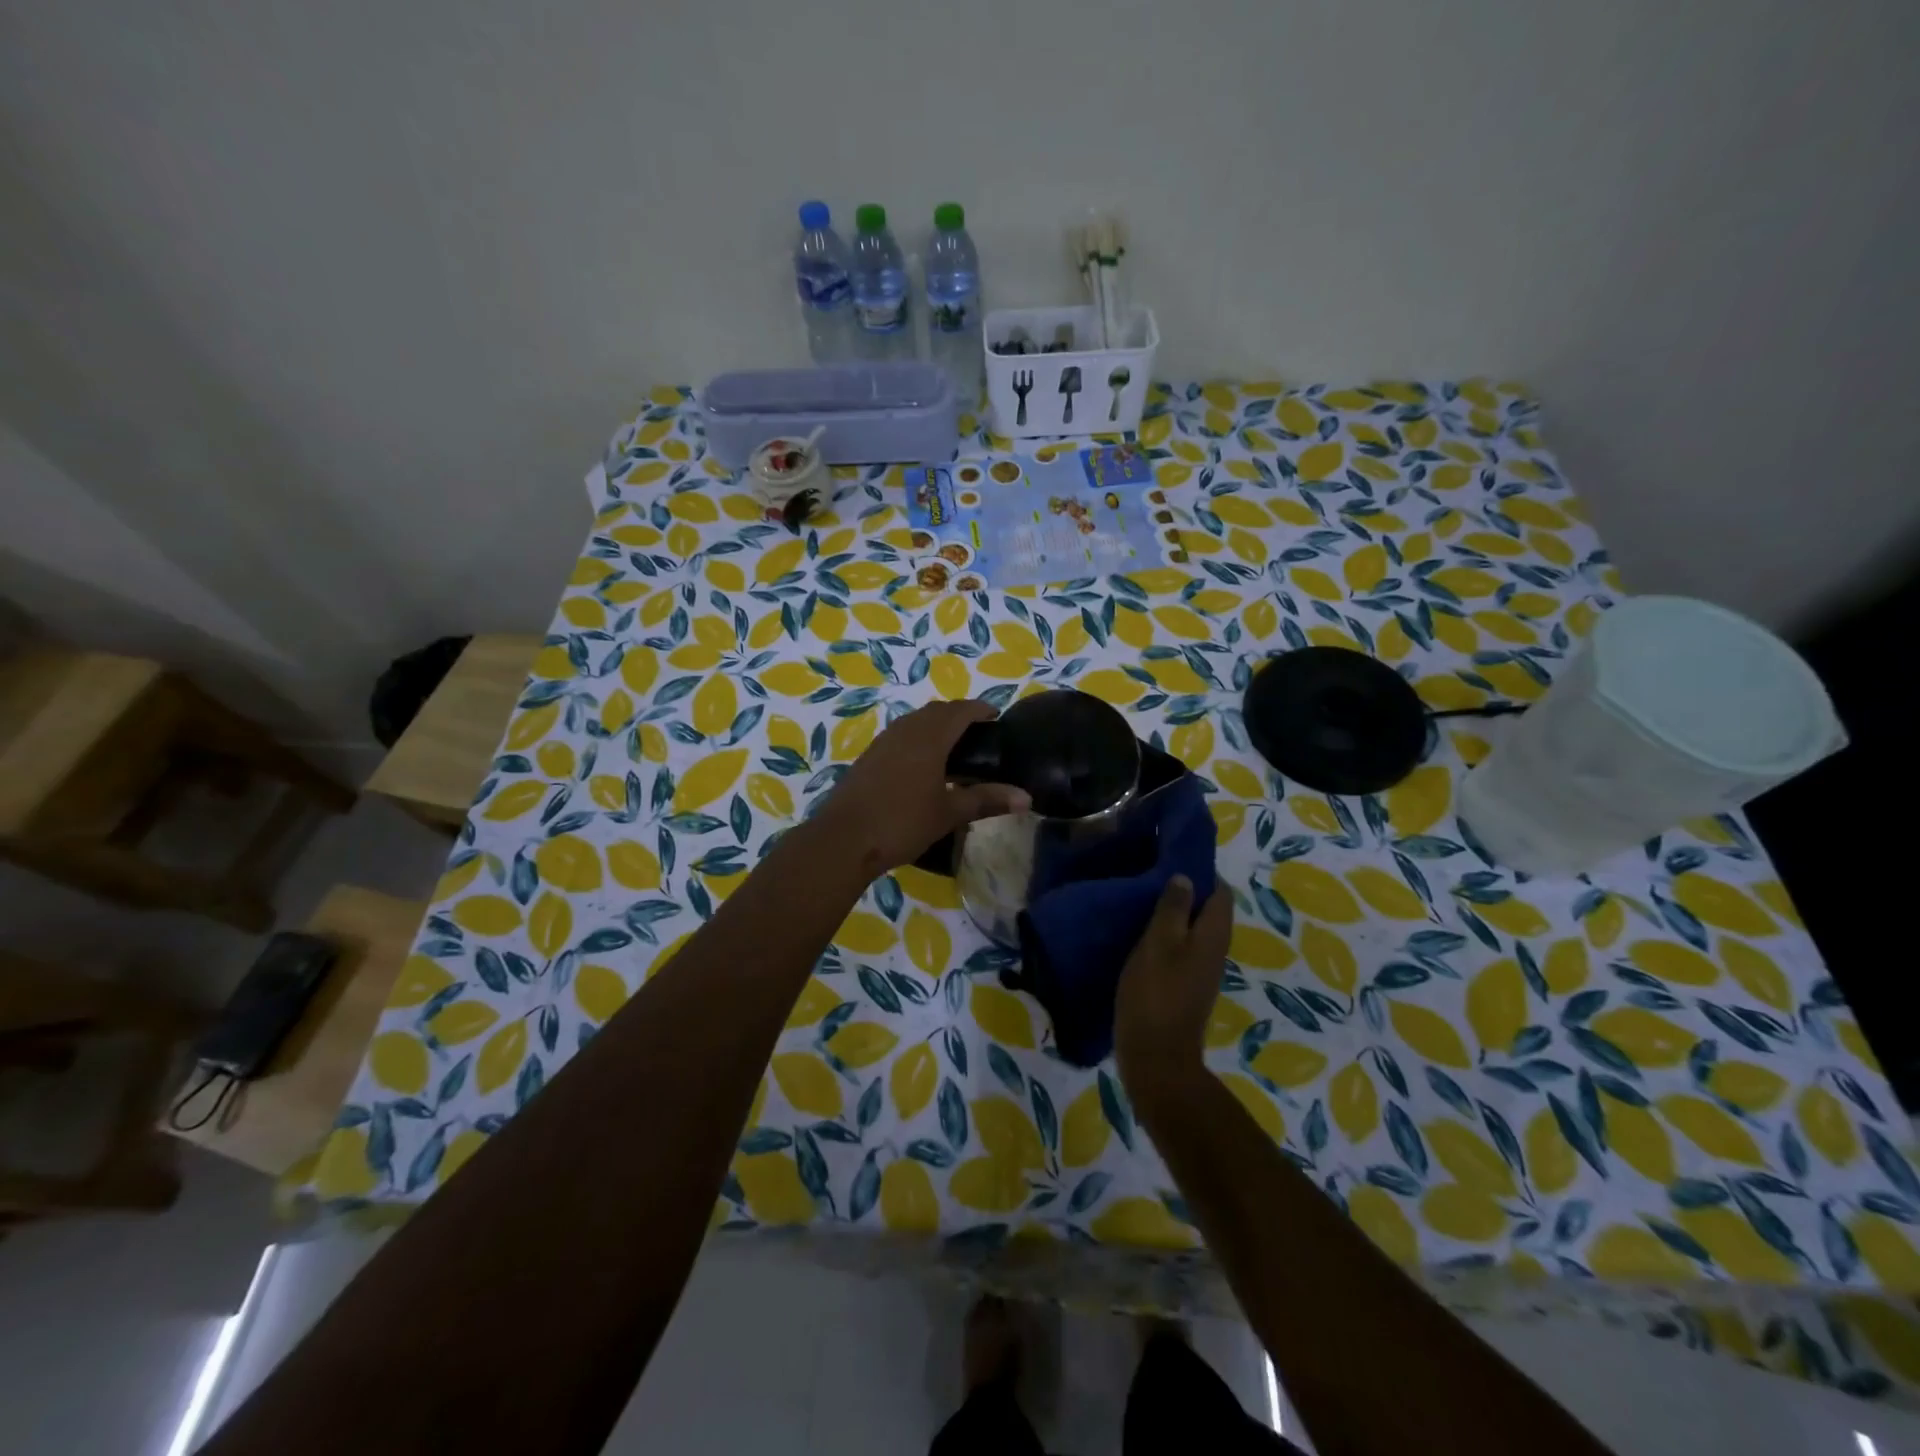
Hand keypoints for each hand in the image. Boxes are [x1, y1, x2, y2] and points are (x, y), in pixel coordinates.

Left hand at [813, 700, 1028, 874]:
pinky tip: (922, 765)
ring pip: (915, 721)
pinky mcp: (868, 757)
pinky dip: (918, 738)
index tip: (996, 716)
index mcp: (929, 737)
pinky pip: (900, 735)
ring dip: (936, 725)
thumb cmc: (903, 822)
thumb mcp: (950, 813)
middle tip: (978, 733)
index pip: (960, 710)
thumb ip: (987, 800)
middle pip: (937, 711)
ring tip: (953, 747)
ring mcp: (883, 742)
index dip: (980, 709)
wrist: (844, 839)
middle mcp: (905, 730)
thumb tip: (1027, 798)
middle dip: (959, 715)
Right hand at [1114, 875, 1232, 1108]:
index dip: (1201, 873)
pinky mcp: (1185, 987)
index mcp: (1213, 935)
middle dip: (1185, 892)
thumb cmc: (1156, 993)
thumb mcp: (1158, 943)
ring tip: (1142, 901)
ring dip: (1174, 915)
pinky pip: (1182, 950)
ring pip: (1193, 931)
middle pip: (1208, 911)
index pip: (1220, 892)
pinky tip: (1140, 935)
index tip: (1171, 859)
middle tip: (1151, 876)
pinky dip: (1166, 937)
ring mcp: (1201, 972)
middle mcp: (1214, 951)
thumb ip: (1172, 908)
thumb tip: (1186, 877)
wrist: (1156, 1057)